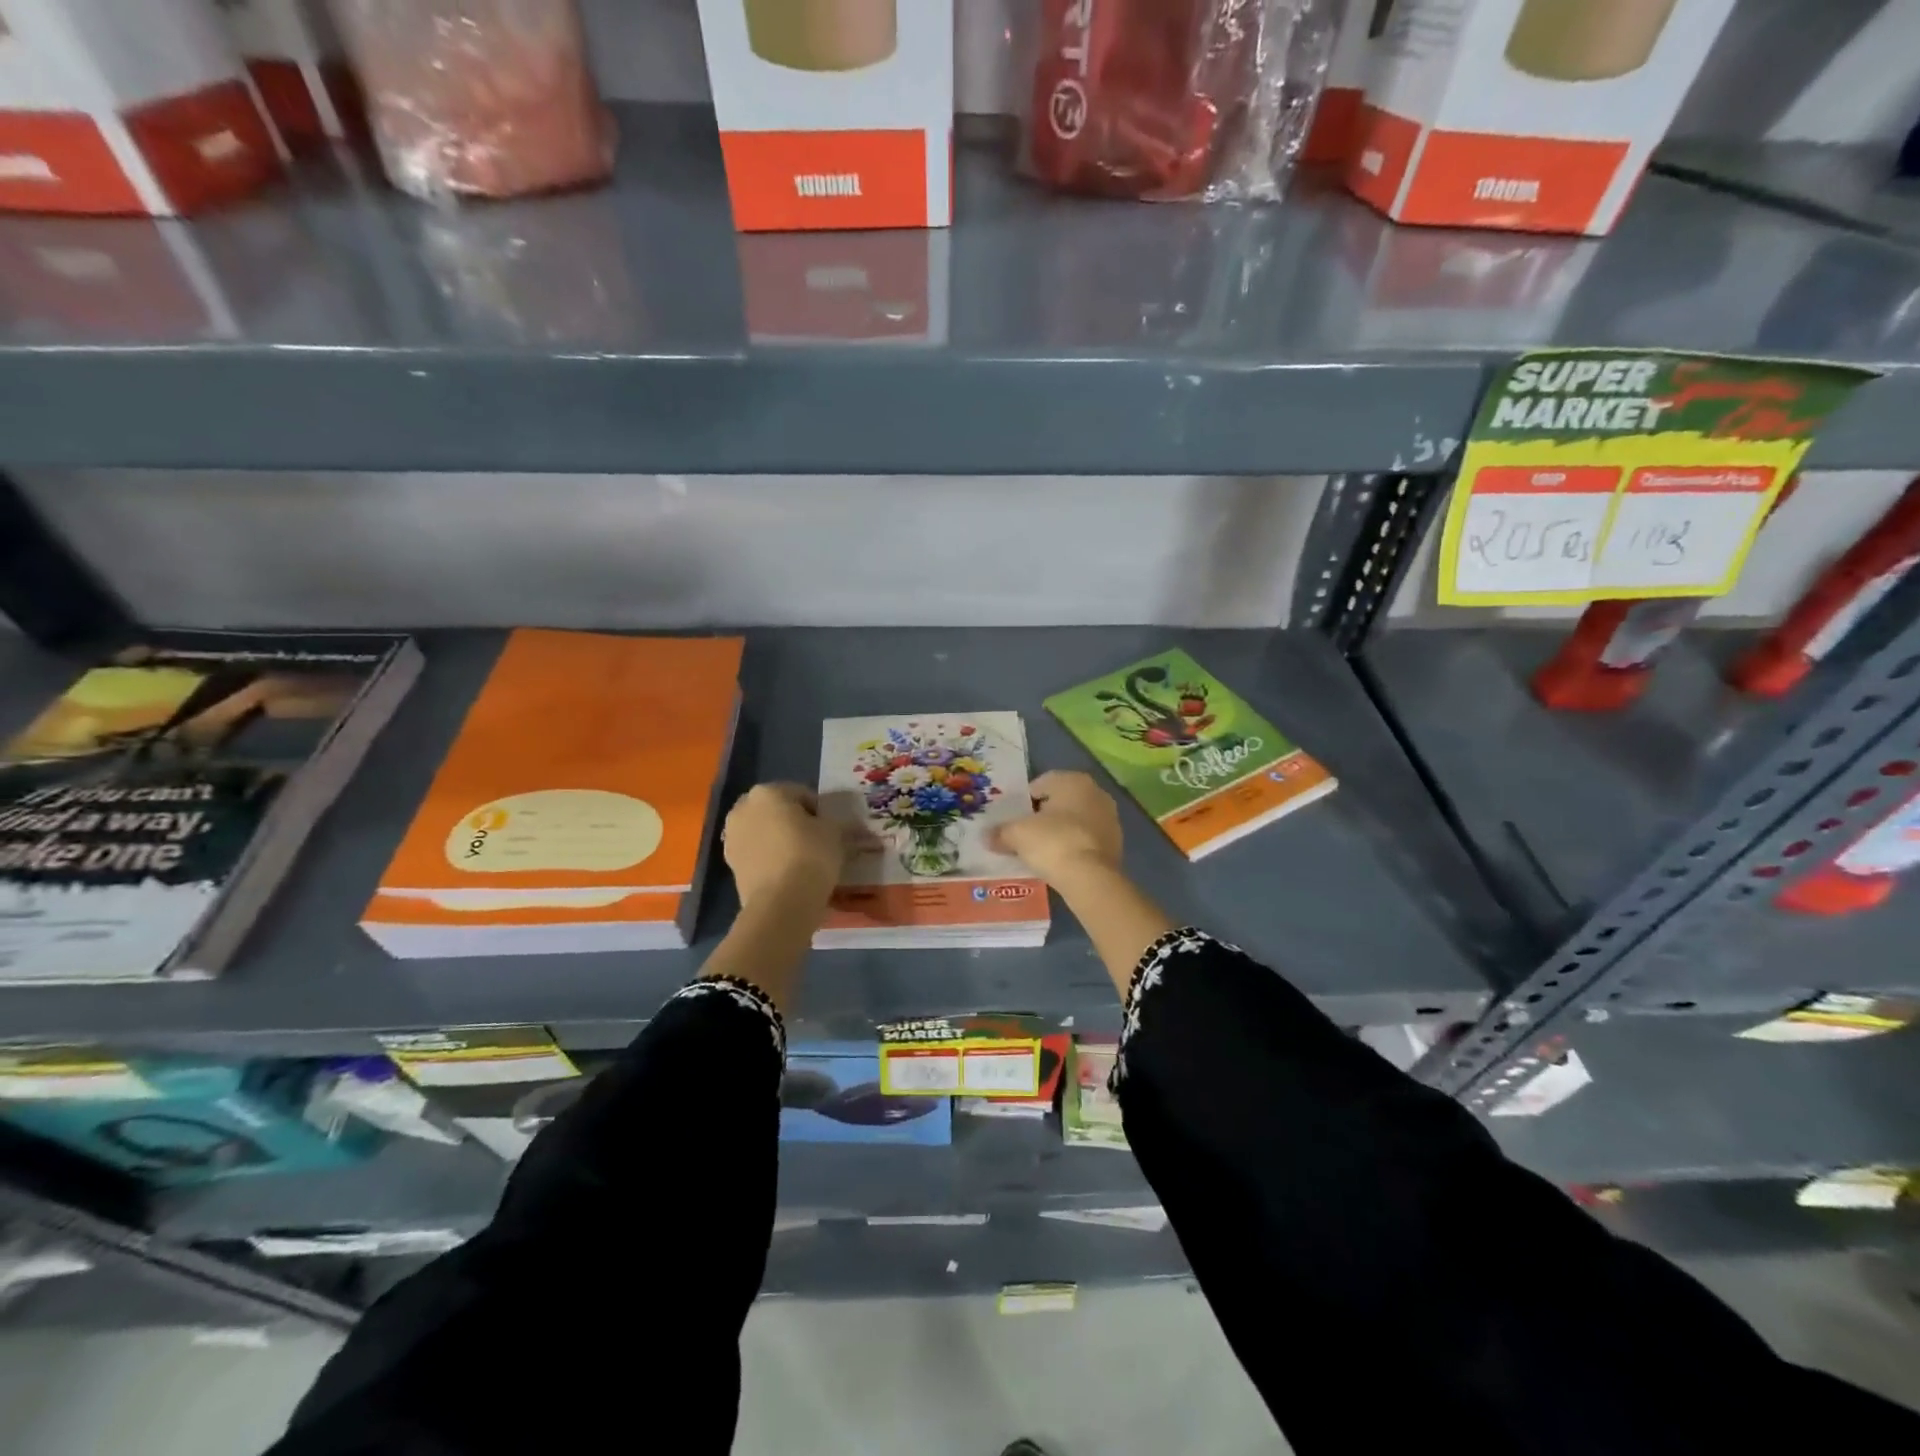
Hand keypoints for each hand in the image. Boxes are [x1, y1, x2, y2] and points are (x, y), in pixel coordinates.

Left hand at [722, 783, 843, 909]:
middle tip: (817, 841)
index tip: (832, 829)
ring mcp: (732, 839)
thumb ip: (833, 822)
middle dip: (794, 823)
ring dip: (780, 841)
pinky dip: (771, 860)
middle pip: (777, 811)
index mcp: (767, 792)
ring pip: (765, 833)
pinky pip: (758, 855)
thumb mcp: (834, 832)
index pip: (801, 794)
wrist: (781, 903)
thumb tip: (834, 826)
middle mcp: (743, 809)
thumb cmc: (810, 855)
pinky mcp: (731, 866)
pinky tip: (789, 874)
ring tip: (803, 860)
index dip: (820, 811)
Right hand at [989, 770, 1123, 890]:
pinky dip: (1074, 846)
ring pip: (1076, 820)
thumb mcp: (1017, 835)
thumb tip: (986, 836)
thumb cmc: (1052, 842)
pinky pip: (1087, 839)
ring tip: (1041, 851)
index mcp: (1073, 781)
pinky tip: (1060, 861)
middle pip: (1061, 801)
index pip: (1042, 783)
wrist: (1091, 878)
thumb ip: (1000, 832)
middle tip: (1025, 834)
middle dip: (1043, 815)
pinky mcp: (1116, 843)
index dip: (1024, 801)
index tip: (1013, 819)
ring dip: (1060, 831)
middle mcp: (1096, 793)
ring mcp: (1110, 818)